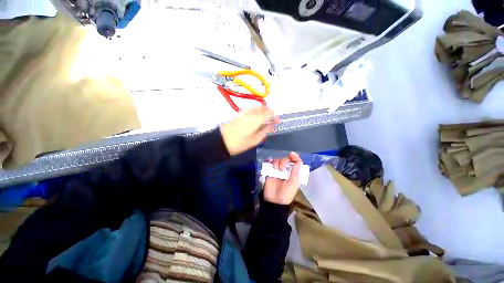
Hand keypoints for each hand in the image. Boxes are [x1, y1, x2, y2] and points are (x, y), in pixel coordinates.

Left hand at [220, 106, 279, 155]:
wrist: (222, 141)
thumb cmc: (239, 143)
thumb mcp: (255, 140)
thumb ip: (265, 131)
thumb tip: (272, 126)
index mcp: (256, 119)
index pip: (269, 112)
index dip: (275, 116)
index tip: (277, 121)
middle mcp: (250, 113)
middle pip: (263, 108)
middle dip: (269, 113)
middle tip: (272, 121)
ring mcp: (244, 112)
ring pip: (257, 107)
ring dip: (263, 111)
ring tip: (265, 120)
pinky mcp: (239, 113)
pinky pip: (250, 109)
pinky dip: (256, 112)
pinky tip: (256, 119)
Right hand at [264, 152, 302, 204]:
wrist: (275, 201)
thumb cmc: (287, 193)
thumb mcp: (293, 183)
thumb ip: (296, 171)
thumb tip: (298, 160)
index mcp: (293, 173)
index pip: (295, 162)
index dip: (294, 157)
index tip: (291, 154)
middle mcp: (286, 170)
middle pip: (285, 159)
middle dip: (284, 161)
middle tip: (282, 169)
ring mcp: (277, 170)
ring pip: (277, 160)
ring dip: (277, 162)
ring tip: (276, 169)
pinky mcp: (269, 171)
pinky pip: (269, 163)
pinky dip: (269, 161)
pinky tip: (269, 162)